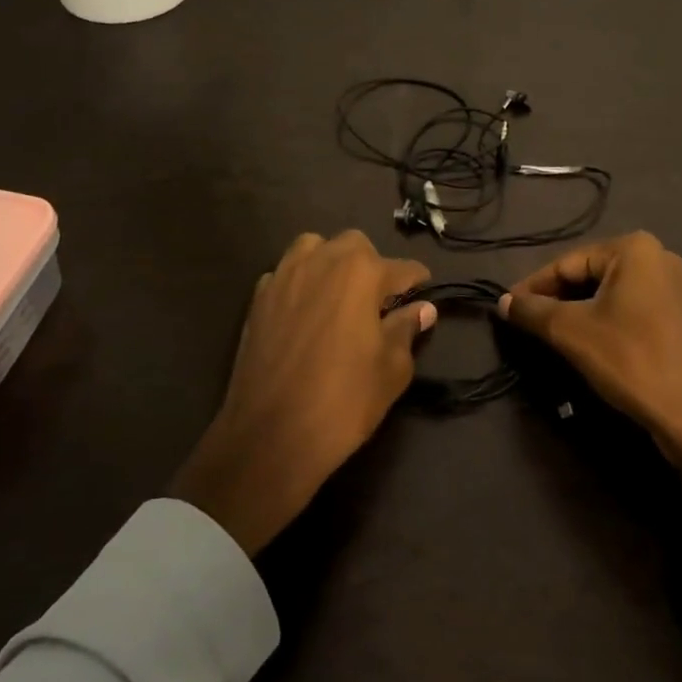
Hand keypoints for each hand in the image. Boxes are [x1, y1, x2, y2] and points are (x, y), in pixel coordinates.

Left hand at [170, 231, 434, 555]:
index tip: (423, 295)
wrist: (270, 436)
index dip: (417, 282)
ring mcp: (284, 275)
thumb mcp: (391, 369)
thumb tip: (423, 309)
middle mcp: (322, 260)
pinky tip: (305, 312)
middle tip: (378, 302)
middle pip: (355, 246)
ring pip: (314, 247)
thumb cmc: (343, 402)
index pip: (402, 268)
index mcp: (361, 272)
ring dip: (331, 263)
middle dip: (372, 266)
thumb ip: (406, 329)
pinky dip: (300, 283)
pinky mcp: (258, 297)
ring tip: (339, 296)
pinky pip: (285, 274)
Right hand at [500, 232, 681, 577]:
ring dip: (585, 314)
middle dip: (560, 300)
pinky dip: (614, 325)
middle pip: (594, 276)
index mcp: (636, 248)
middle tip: (531, 325)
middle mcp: (664, 258)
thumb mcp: (572, 333)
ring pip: (617, 296)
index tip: (508, 308)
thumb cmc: (633, 361)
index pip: (568, 263)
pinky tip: (600, 349)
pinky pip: (641, 314)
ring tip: (558, 338)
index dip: (534, 287)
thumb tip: (503, 303)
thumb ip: (533, 311)